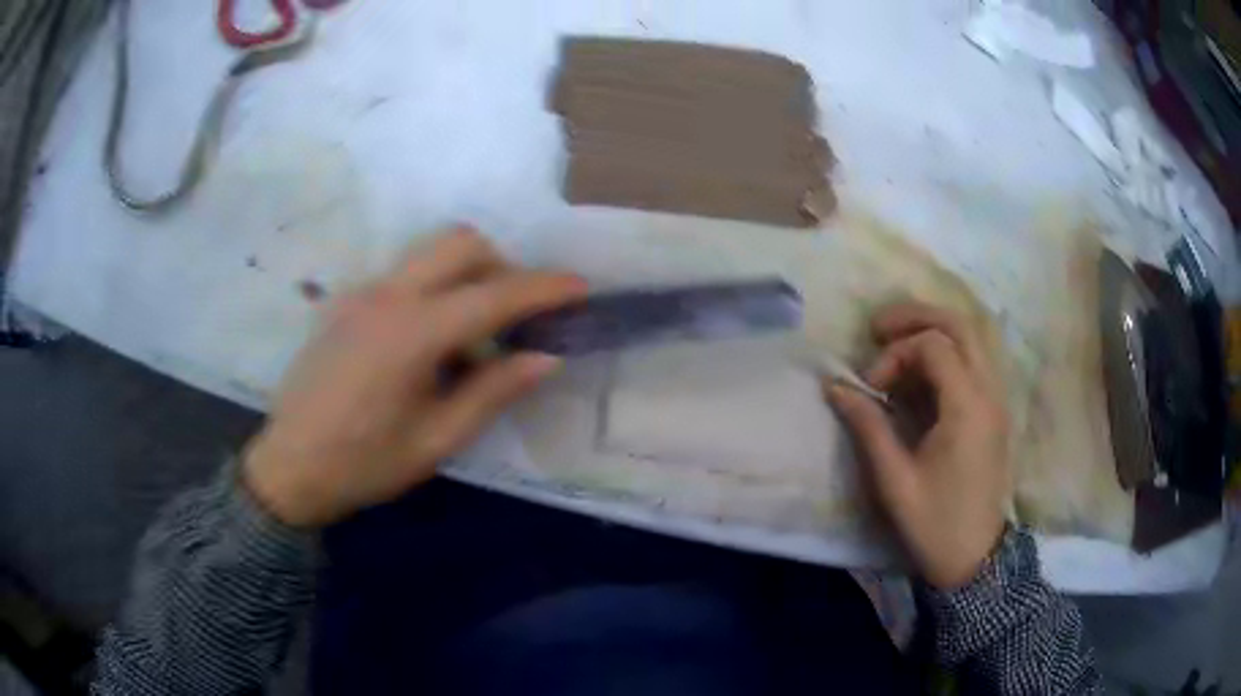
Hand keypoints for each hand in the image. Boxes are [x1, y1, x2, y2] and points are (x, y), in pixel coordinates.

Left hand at [243, 226, 587, 527]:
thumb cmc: (363, 464)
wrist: (289, 467)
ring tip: (473, 332)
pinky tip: (427, 341)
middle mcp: (386, 295)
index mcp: (411, 334)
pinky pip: (403, 273)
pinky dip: (433, 288)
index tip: (581, 287)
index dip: (544, 288)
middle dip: (502, 265)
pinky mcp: (345, 300)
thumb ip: (493, 391)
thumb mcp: (436, 440)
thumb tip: (546, 357)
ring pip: (429, 251)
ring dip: (467, 273)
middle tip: (516, 314)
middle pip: (460, 243)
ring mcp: (361, 292)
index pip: (494, 294)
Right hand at [827, 303, 1009, 588]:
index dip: (895, 354)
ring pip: (972, 337)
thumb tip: (835, 387)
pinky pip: (975, 360)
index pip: (933, 345)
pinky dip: (946, 352)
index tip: (871, 387)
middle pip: (960, 324)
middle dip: (916, 317)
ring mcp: (996, 399)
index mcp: (967, 407)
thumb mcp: (894, 480)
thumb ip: (867, 426)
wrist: (975, 558)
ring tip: (895, 342)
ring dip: (932, 330)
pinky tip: (921, 371)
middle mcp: (989, 391)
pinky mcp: (994, 411)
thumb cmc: (934, 523)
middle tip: (878, 328)